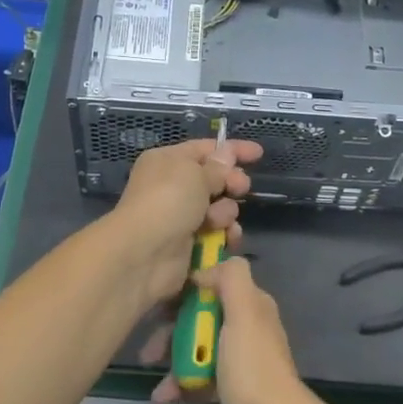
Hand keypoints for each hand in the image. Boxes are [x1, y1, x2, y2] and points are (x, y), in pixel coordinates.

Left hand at [108, 138, 261, 314]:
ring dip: (226, 212)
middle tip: (240, 188)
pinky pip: (216, 232)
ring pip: (219, 207)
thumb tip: (227, 154)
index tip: (258, 154)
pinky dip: (224, 233)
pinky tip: (227, 238)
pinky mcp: (188, 243)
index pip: (205, 149)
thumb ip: (217, 167)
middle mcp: (172, 186)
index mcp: (168, 161)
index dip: (232, 150)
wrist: (144, 253)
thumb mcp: (195, 174)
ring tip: (218, 219)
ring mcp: (180, 216)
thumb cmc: (168, 201)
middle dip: (231, 182)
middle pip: (214, 179)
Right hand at [151, 258, 321, 403]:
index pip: (214, 282)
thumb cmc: (252, 366)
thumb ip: (231, 278)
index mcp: (251, 303)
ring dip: (173, 357)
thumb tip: (206, 269)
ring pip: (198, 347)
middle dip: (172, 329)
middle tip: (148, 348)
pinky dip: (181, 382)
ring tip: (151, 372)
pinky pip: (201, 375)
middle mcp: (247, 326)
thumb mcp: (244, 311)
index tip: (158, 300)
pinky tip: (164, 395)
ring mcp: (240, 358)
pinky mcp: (233, 388)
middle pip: (202, 316)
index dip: (186, 288)